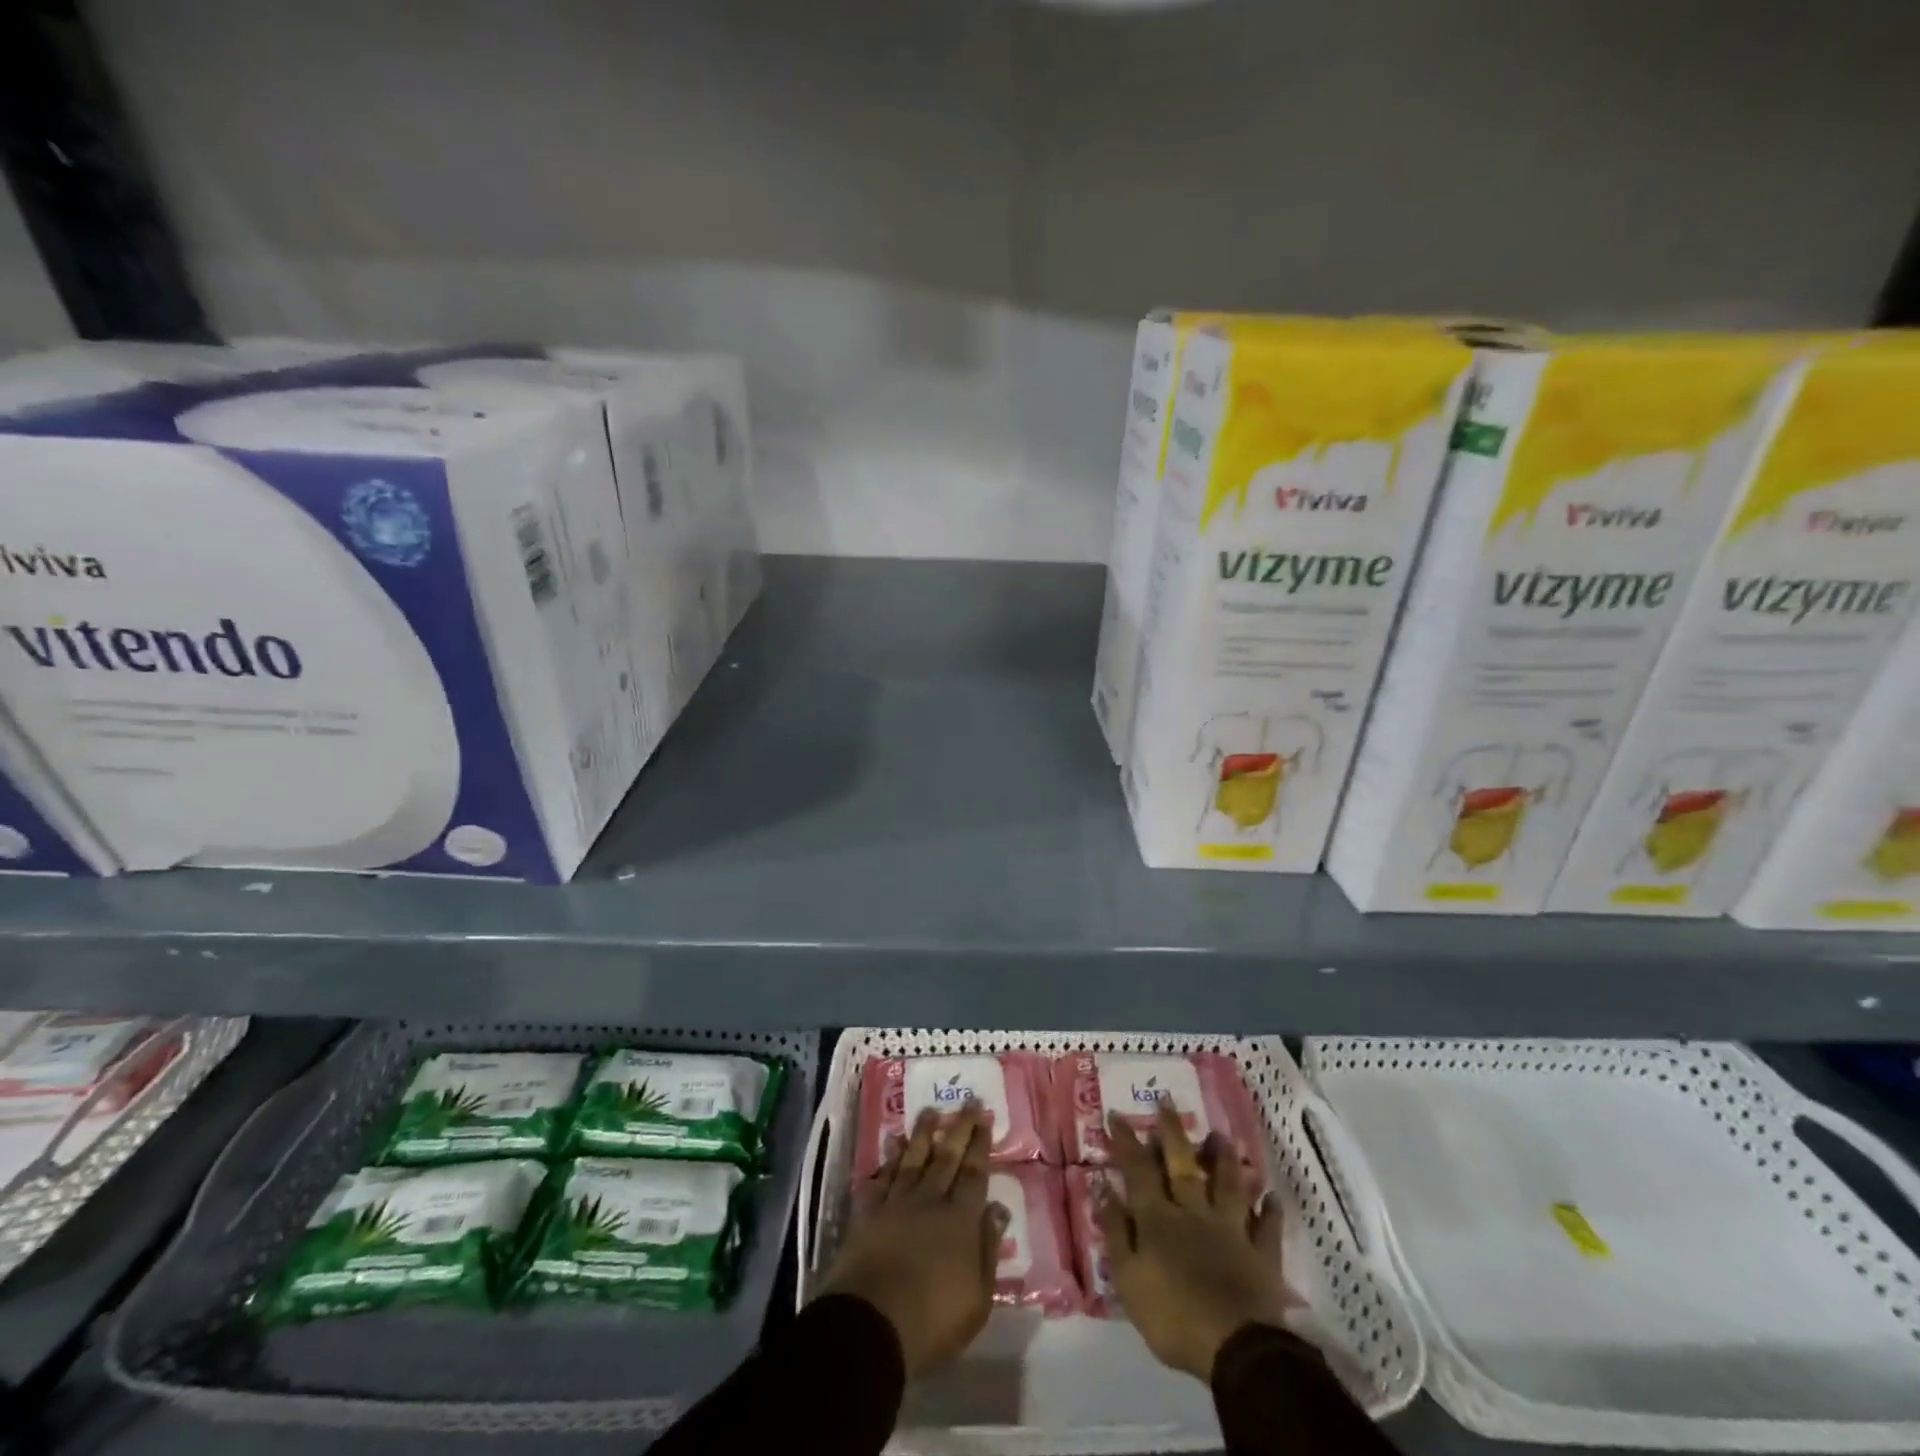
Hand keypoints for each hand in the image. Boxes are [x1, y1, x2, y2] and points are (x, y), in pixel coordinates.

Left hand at [816, 1101, 1007, 1377]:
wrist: (871, 1326)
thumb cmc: (932, 1321)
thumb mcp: (977, 1299)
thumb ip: (988, 1250)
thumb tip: (998, 1210)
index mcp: (960, 1221)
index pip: (975, 1174)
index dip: (980, 1144)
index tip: (985, 1116)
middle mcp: (929, 1202)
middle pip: (947, 1157)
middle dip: (959, 1128)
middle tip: (968, 1101)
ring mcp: (896, 1205)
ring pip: (912, 1160)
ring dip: (922, 1134)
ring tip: (929, 1111)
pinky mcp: (867, 1215)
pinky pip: (879, 1179)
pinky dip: (886, 1161)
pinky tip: (890, 1145)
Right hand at [1097, 1102, 1292, 1380]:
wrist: (1237, 1349)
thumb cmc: (1174, 1316)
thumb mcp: (1129, 1279)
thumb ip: (1116, 1231)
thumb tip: (1104, 1187)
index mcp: (1159, 1219)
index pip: (1138, 1170)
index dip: (1126, 1142)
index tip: (1117, 1114)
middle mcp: (1194, 1213)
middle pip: (1182, 1165)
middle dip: (1172, 1131)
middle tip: (1167, 1100)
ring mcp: (1231, 1230)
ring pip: (1228, 1185)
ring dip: (1224, 1159)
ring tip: (1221, 1135)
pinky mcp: (1262, 1255)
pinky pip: (1268, 1227)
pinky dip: (1270, 1211)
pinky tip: (1271, 1196)